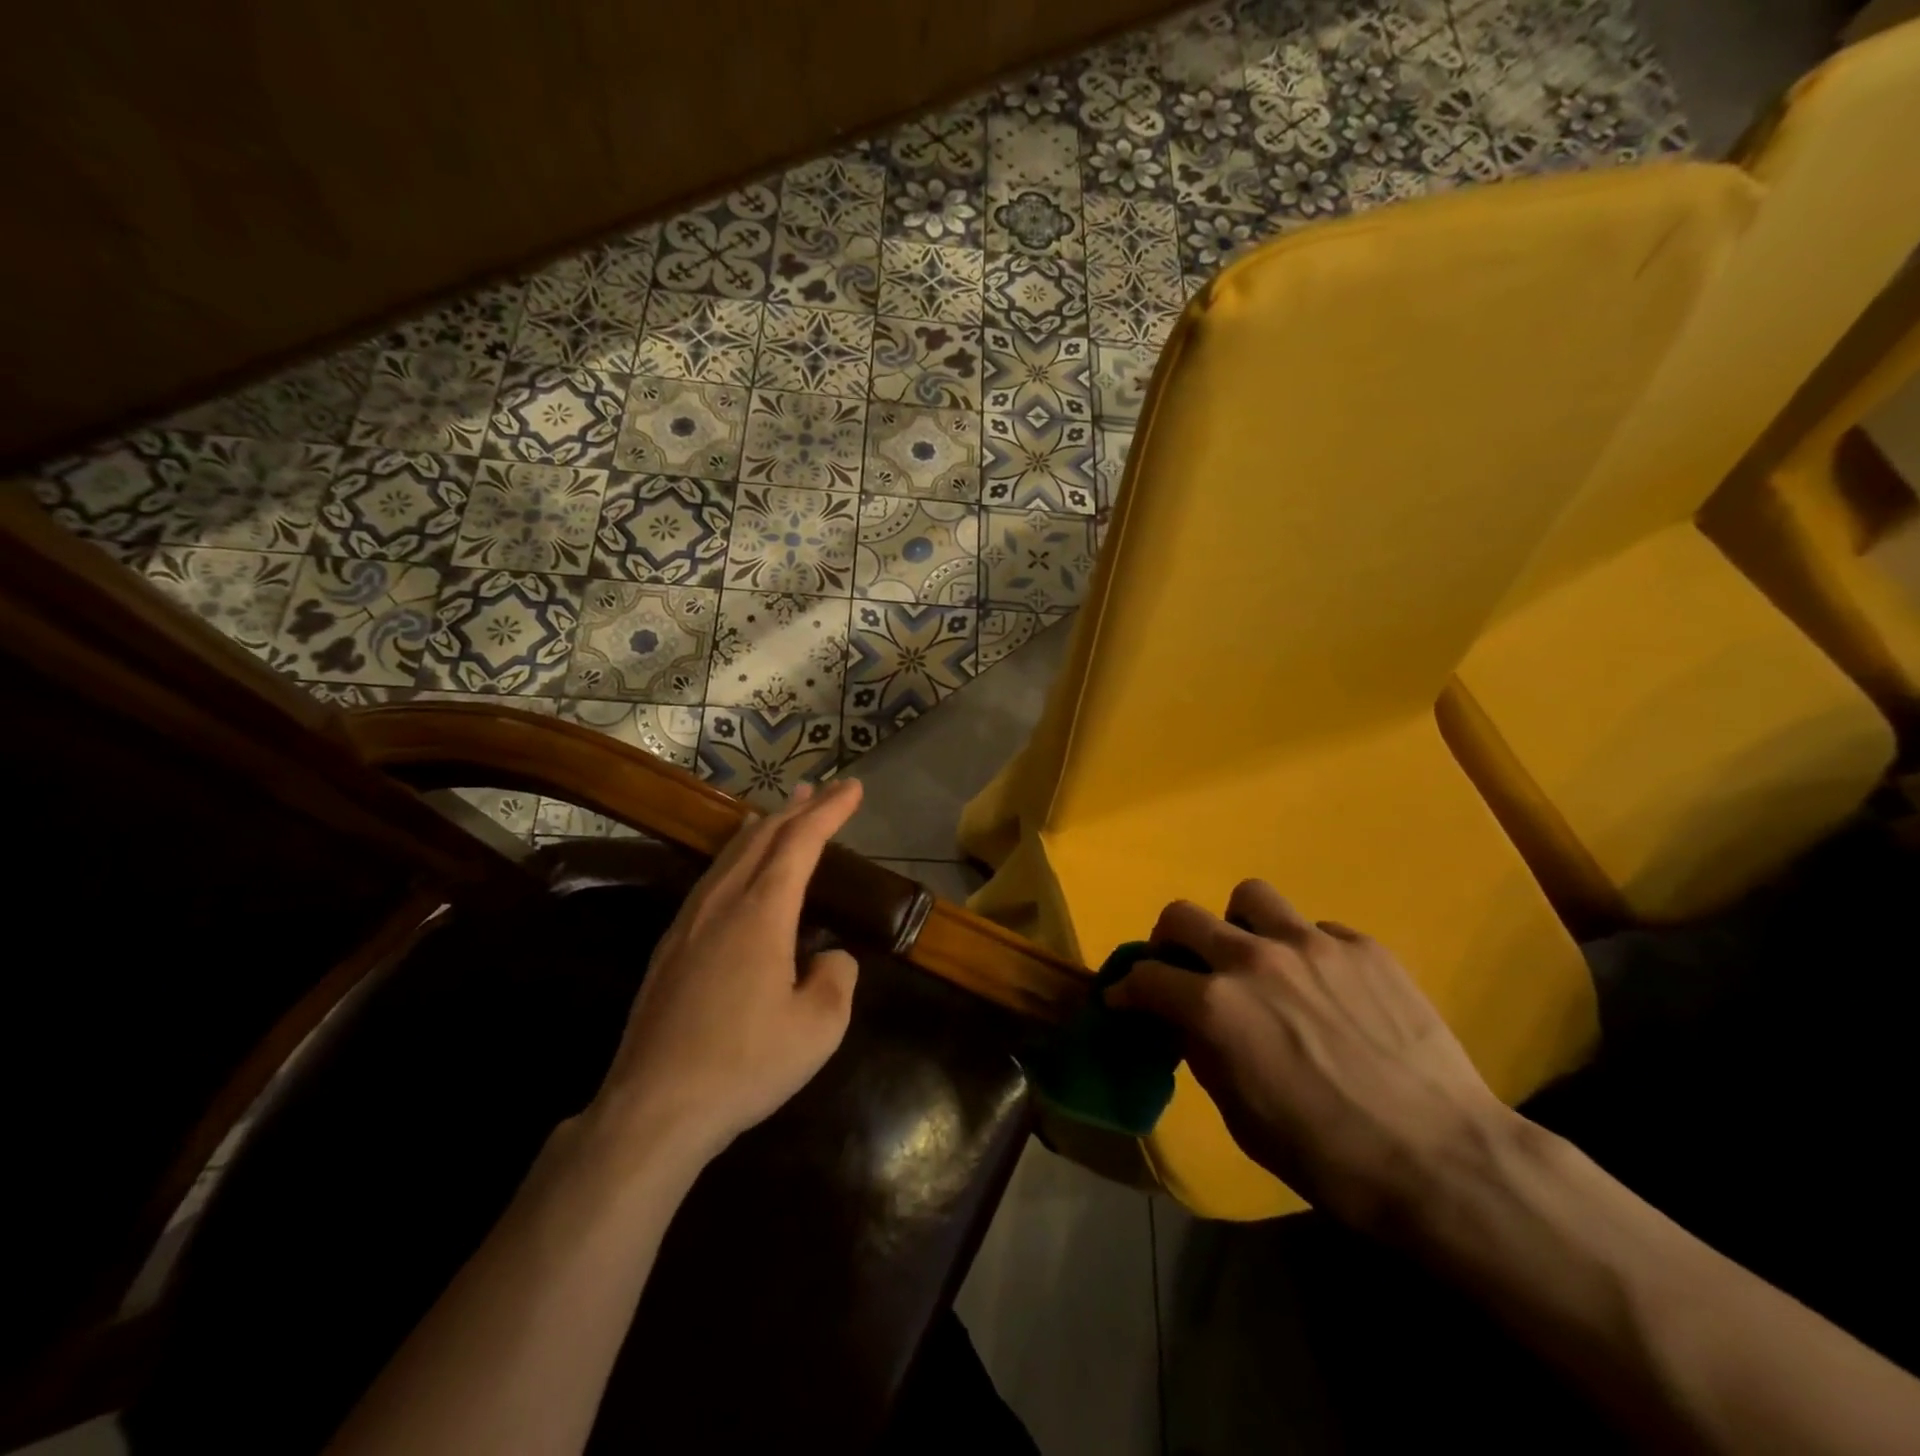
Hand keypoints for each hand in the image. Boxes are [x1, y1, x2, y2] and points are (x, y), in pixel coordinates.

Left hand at [588, 780, 864, 1167]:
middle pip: (762, 837)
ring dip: (763, 828)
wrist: (653, 1108)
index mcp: (761, 912)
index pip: (800, 843)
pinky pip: (711, 879)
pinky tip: (738, 868)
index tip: (853, 789)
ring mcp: (689, 923)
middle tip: (823, 790)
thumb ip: (837, 978)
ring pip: (730, 854)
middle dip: (797, 809)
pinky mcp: (671, 947)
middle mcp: (722, 903)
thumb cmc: (745, 1064)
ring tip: (783, 812)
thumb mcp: (819, 1027)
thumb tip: (831, 958)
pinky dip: (736, 855)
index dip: (829, 812)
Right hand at [1110, 880, 1518, 1234]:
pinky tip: (1327, 989)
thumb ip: (1205, 1053)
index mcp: (1215, 1006)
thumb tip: (1187, 1024)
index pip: (1145, 977)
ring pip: (1250, 898)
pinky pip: (1315, 930)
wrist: (1445, 1162)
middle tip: (1181, 966)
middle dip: (1168, 940)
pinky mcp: (1363, 947)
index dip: (1126, 988)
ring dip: (1238, 925)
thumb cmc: (1330, 1158)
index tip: (1124, 999)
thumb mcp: (1242, 1118)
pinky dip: (1304, 952)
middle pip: (1183, 916)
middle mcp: (1253, 959)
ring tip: (1255, 958)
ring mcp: (1312, 945)